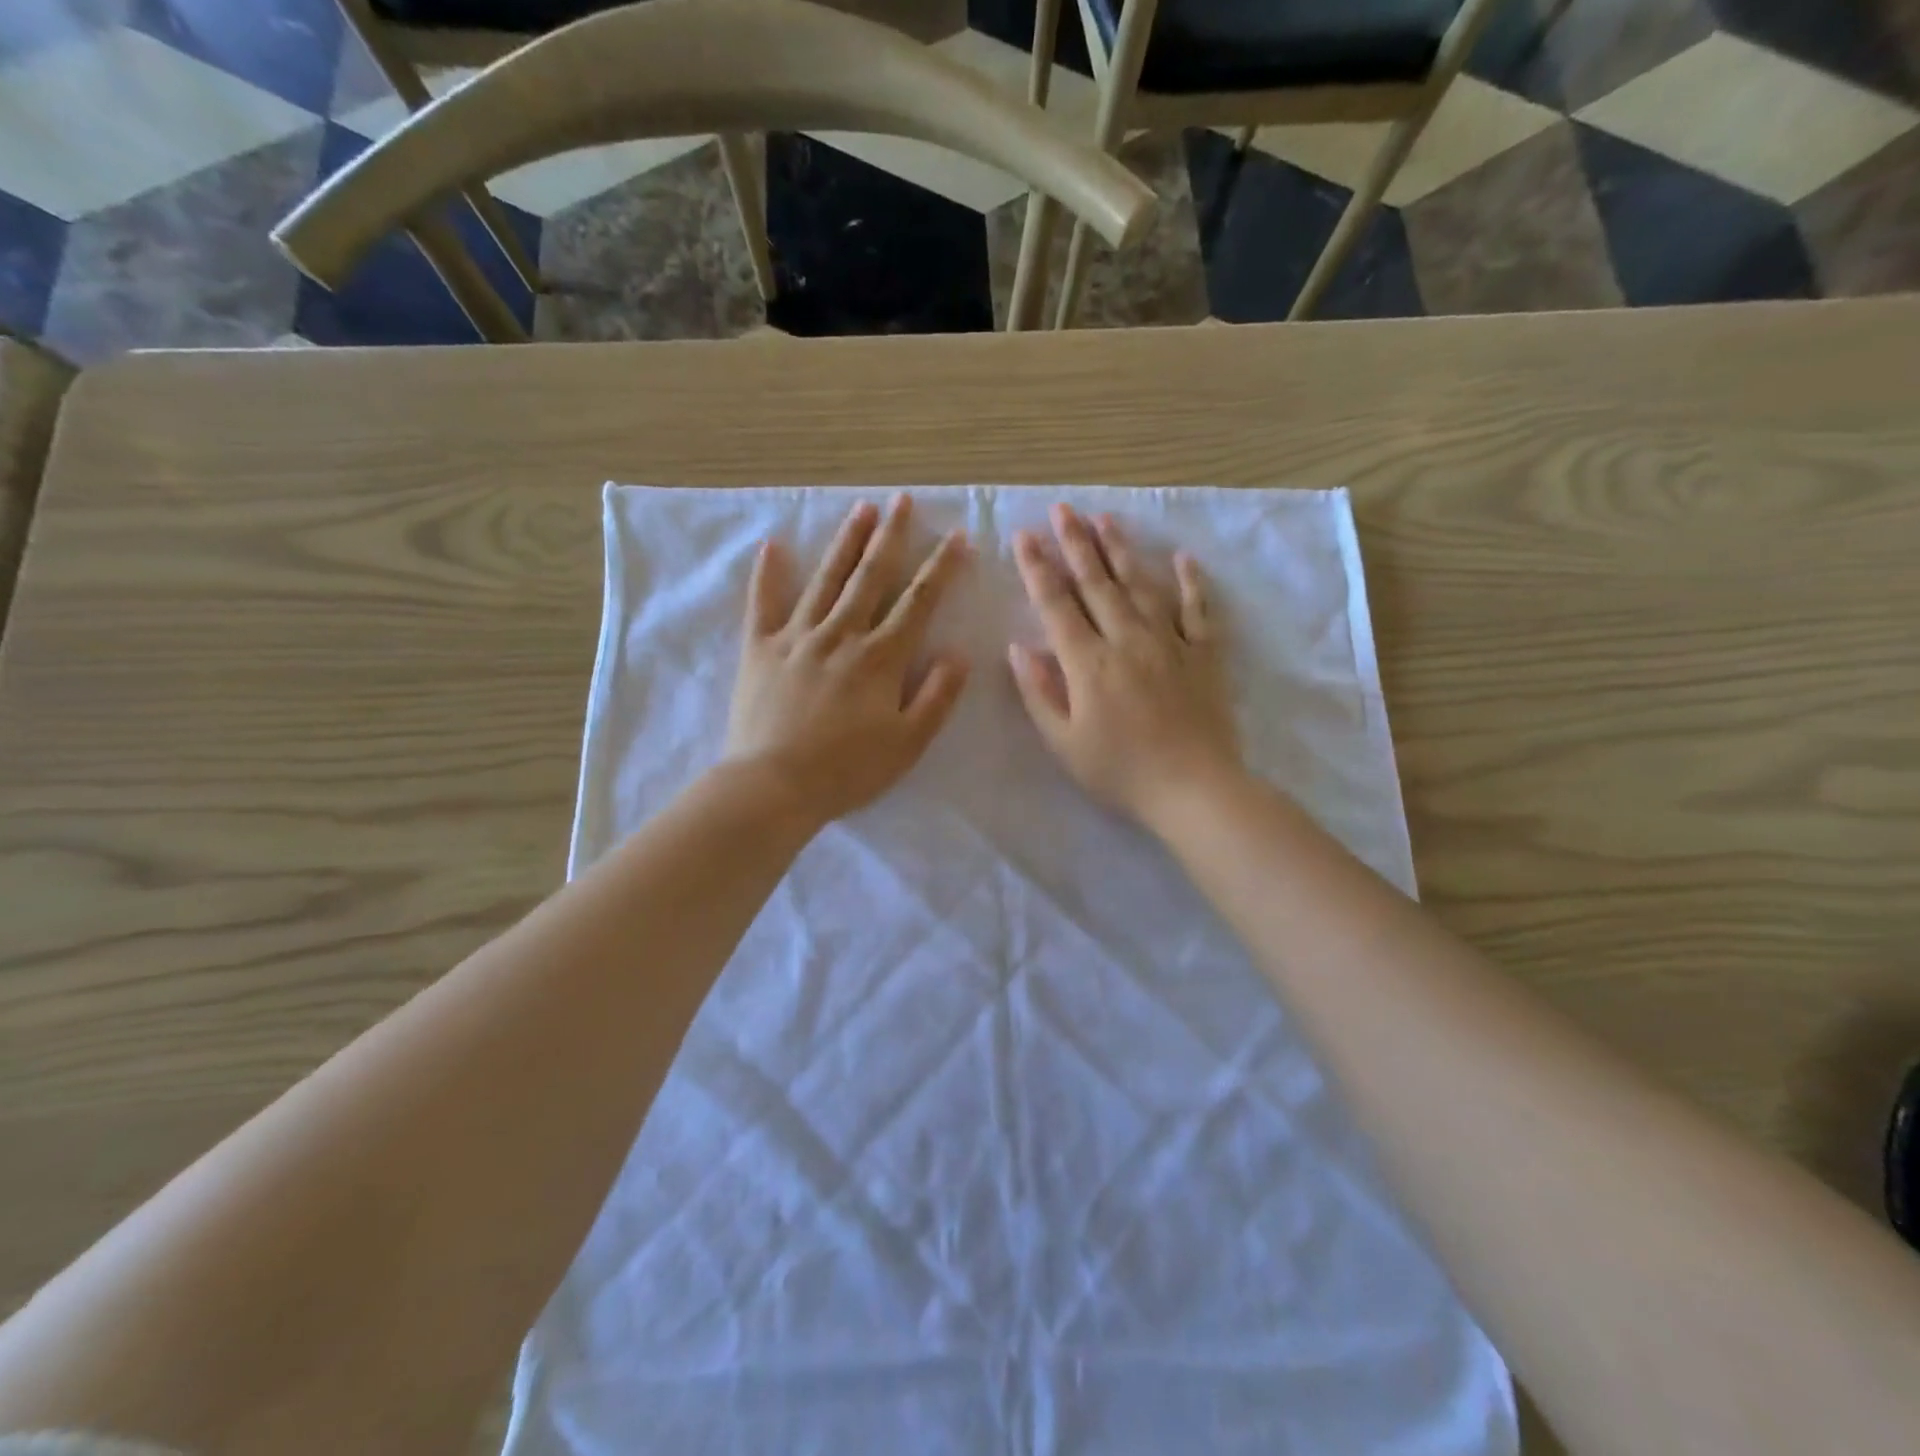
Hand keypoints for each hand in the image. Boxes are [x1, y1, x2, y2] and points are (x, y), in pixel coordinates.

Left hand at [726, 496, 970, 823]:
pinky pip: (764, 604)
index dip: (940, 568)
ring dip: (845, 543)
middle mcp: (841, 635)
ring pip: (826, 580)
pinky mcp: (760, 649)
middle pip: (871, 577)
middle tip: (902, 501)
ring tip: (861, 509)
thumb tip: (959, 654)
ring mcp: (797, 637)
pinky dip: (768, 575)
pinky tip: (773, 546)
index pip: (918, 602)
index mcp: (880, 658)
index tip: (955, 536)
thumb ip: (937, 697)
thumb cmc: (848, 770)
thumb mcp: (908, 743)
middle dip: (891, 537)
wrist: (773, 785)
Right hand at [1009, 504, 1241, 830]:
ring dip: (1122, 550)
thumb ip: (1039, 693)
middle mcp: (1127, 639)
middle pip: (1097, 583)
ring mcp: (1170, 642)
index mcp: (1088, 662)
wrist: (1194, 789)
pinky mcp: (1204, 654)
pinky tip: (1183, 558)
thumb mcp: (1064, 743)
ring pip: (1142, 585)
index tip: (1024, 537)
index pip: (1056, 605)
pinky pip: (1198, 609)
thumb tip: (1019, 648)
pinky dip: (1191, 582)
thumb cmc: (1121, 772)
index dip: (1038, 569)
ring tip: (1106, 520)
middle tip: (1062, 509)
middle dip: (1076, 543)